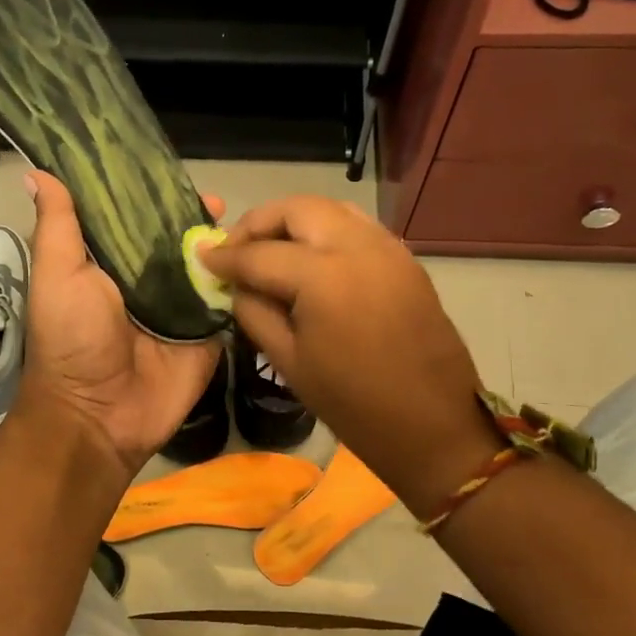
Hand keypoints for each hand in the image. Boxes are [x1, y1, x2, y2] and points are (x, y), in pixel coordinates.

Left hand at [14, 172, 223, 477]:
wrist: (99, 415)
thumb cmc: (71, 340)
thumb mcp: (57, 275)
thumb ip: (58, 226)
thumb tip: (38, 170)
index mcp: (109, 263)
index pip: (134, 217)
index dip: (150, 192)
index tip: (170, 167)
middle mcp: (146, 281)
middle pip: (176, 238)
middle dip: (195, 216)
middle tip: (218, 199)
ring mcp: (181, 307)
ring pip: (207, 265)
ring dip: (224, 244)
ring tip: (245, 222)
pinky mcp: (207, 332)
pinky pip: (229, 300)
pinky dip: (244, 279)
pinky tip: (264, 257)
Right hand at [200, 196, 496, 518]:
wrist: (433, 425)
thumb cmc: (353, 404)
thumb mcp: (289, 361)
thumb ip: (254, 312)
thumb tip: (236, 285)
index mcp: (324, 277)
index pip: (260, 253)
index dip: (225, 256)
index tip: (202, 259)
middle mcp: (358, 246)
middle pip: (297, 209)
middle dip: (259, 223)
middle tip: (236, 250)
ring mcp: (388, 248)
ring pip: (330, 209)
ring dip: (293, 222)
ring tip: (270, 251)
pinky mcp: (405, 259)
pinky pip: (356, 227)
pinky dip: (325, 232)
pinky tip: (310, 261)